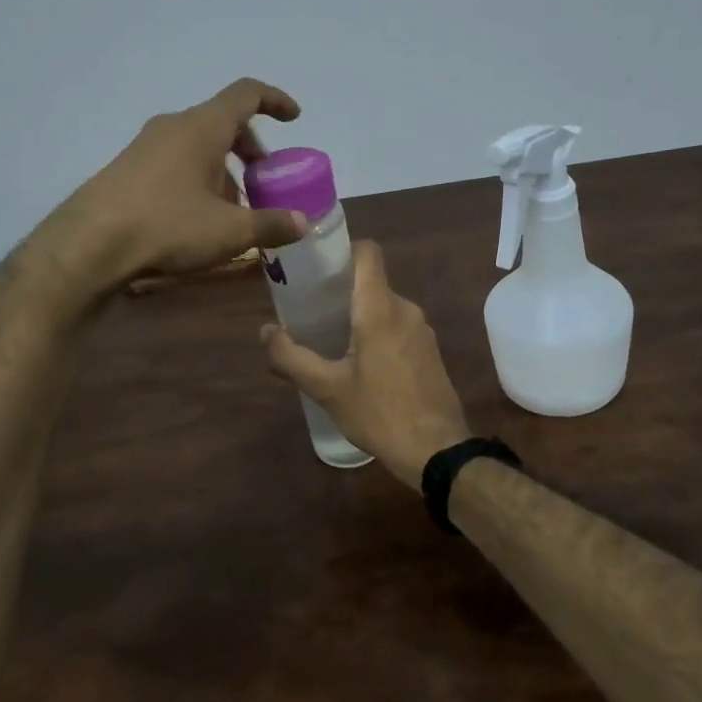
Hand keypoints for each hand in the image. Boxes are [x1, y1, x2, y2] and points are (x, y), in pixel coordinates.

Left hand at [40, 77, 310, 290]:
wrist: (89, 245)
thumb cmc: (168, 226)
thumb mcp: (229, 232)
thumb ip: (271, 224)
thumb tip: (302, 222)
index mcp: (203, 127)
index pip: (246, 94)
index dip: (275, 101)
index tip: (294, 118)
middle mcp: (173, 126)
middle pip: (222, 122)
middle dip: (249, 149)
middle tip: (264, 181)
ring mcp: (145, 146)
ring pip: (197, 145)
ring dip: (222, 169)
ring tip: (232, 210)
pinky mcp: (126, 168)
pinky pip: (174, 161)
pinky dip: (196, 178)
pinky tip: (196, 219)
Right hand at [261, 240, 471, 489]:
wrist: (436, 451)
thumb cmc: (379, 413)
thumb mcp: (327, 389)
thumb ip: (290, 357)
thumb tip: (265, 331)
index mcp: (380, 309)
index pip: (368, 253)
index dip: (342, 250)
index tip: (316, 266)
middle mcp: (406, 309)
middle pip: (371, 283)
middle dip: (341, 292)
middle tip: (311, 311)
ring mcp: (422, 330)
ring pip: (385, 307)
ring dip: (359, 316)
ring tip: (331, 339)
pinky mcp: (430, 351)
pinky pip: (398, 327)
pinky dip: (378, 333)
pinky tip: (361, 363)